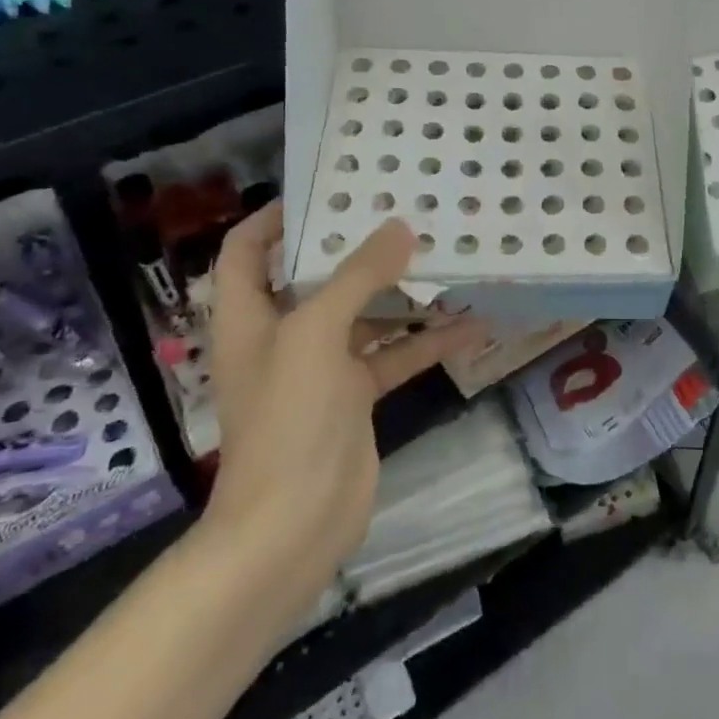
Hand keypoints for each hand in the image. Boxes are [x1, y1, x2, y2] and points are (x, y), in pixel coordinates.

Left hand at [198, 205, 489, 586]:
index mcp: (251, 315)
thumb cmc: (288, 419)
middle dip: (357, 248)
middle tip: (405, 213)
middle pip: (315, 277)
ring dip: (402, 293)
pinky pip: (394, 356)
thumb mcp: (316, 334)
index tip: (328, 191)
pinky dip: (427, 342)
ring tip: (446, 258)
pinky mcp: (355, 398)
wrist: (292, 527)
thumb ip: (357, 277)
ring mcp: (322, 368)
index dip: (277, 216)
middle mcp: (283, 334)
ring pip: (364, 315)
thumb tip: (399, 227)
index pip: (248, 249)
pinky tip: (470, 324)